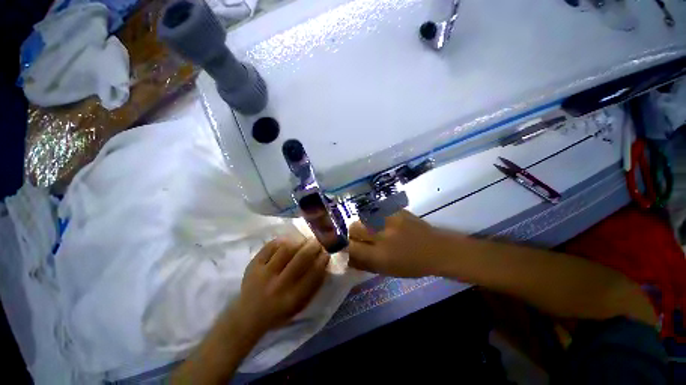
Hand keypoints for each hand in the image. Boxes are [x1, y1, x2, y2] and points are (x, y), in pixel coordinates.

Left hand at [233, 238, 328, 334]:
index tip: (326, 253)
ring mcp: (264, 274)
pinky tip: (288, 242)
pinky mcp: (253, 265)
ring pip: (286, 249)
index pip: (314, 273)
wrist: (248, 316)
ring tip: (302, 242)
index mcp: (293, 298)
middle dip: (313, 246)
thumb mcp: (300, 305)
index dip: (323, 260)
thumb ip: (314, 286)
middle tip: (317, 243)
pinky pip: (270, 246)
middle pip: (301, 258)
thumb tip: (324, 261)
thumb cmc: (280, 311)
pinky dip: (282, 241)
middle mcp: (279, 285)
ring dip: (299, 242)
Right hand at [348, 210, 451, 277]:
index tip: (347, 246)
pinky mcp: (396, 210)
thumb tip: (347, 257)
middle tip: (361, 237)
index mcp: (380, 255)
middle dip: (353, 233)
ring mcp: (390, 219)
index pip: (351, 247)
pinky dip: (375, 217)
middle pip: (354, 227)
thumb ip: (364, 264)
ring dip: (364, 224)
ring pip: (363, 217)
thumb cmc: (412, 265)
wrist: (436, 249)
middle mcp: (382, 235)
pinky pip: (376, 210)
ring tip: (372, 228)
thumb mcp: (387, 271)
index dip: (345, 246)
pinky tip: (383, 222)